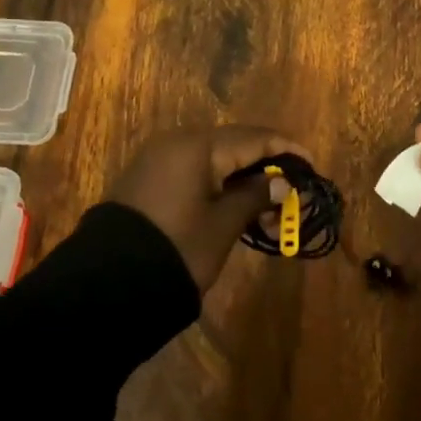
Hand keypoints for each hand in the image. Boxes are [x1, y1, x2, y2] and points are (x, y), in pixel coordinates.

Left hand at [108, 126, 309, 291]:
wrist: (109, 282)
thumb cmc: (178, 247)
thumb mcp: (224, 224)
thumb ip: (256, 197)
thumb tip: (281, 184)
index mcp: (198, 146)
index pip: (254, 138)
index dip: (286, 149)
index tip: (311, 163)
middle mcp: (177, 142)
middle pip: (234, 147)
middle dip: (266, 171)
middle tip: (291, 200)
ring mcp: (159, 160)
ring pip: (214, 162)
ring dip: (243, 183)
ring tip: (267, 217)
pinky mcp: (148, 180)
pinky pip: (194, 173)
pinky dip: (219, 187)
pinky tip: (235, 210)